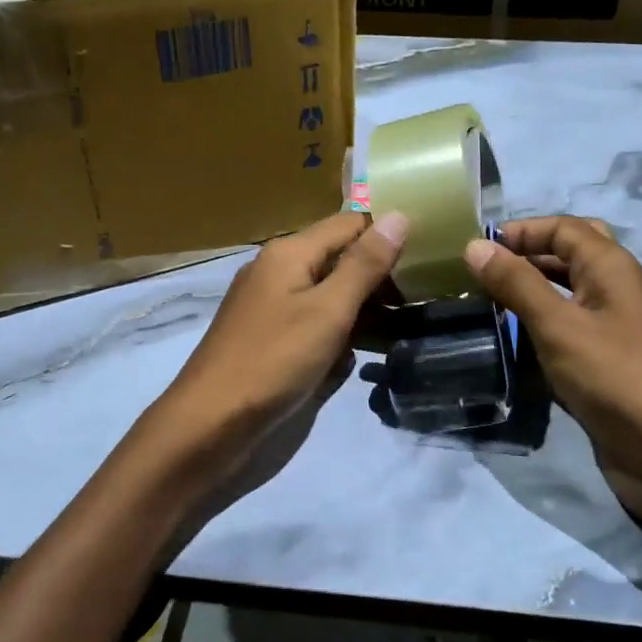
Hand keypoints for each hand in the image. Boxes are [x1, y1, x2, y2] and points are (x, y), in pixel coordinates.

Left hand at [142, 212, 407, 495]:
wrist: (210, 426)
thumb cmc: (273, 361)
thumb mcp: (328, 310)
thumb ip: (365, 264)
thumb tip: (400, 215)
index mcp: (289, 253)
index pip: (349, 224)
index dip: (387, 233)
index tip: (431, 252)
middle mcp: (280, 272)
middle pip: (340, 259)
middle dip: (380, 275)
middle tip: (428, 293)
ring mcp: (274, 308)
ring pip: (330, 295)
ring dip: (365, 309)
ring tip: (409, 323)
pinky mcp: (274, 341)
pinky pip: (316, 325)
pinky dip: (340, 334)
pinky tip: (364, 354)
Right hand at [463, 216, 641, 612]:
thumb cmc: (616, 378)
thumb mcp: (559, 325)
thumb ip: (516, 283)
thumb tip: (474, 244)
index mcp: (610, 267)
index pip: (562, 227)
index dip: (520, 230)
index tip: (475, 249)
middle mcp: (611, 290)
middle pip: (566, 256)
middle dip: (524, 257)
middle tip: (482, 274)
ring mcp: (608, 329)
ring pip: (562, 295)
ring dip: (525, 294)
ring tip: (479, 304)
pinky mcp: (600, 365)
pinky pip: (562, 333)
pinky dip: (534, 330)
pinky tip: (503, 343)